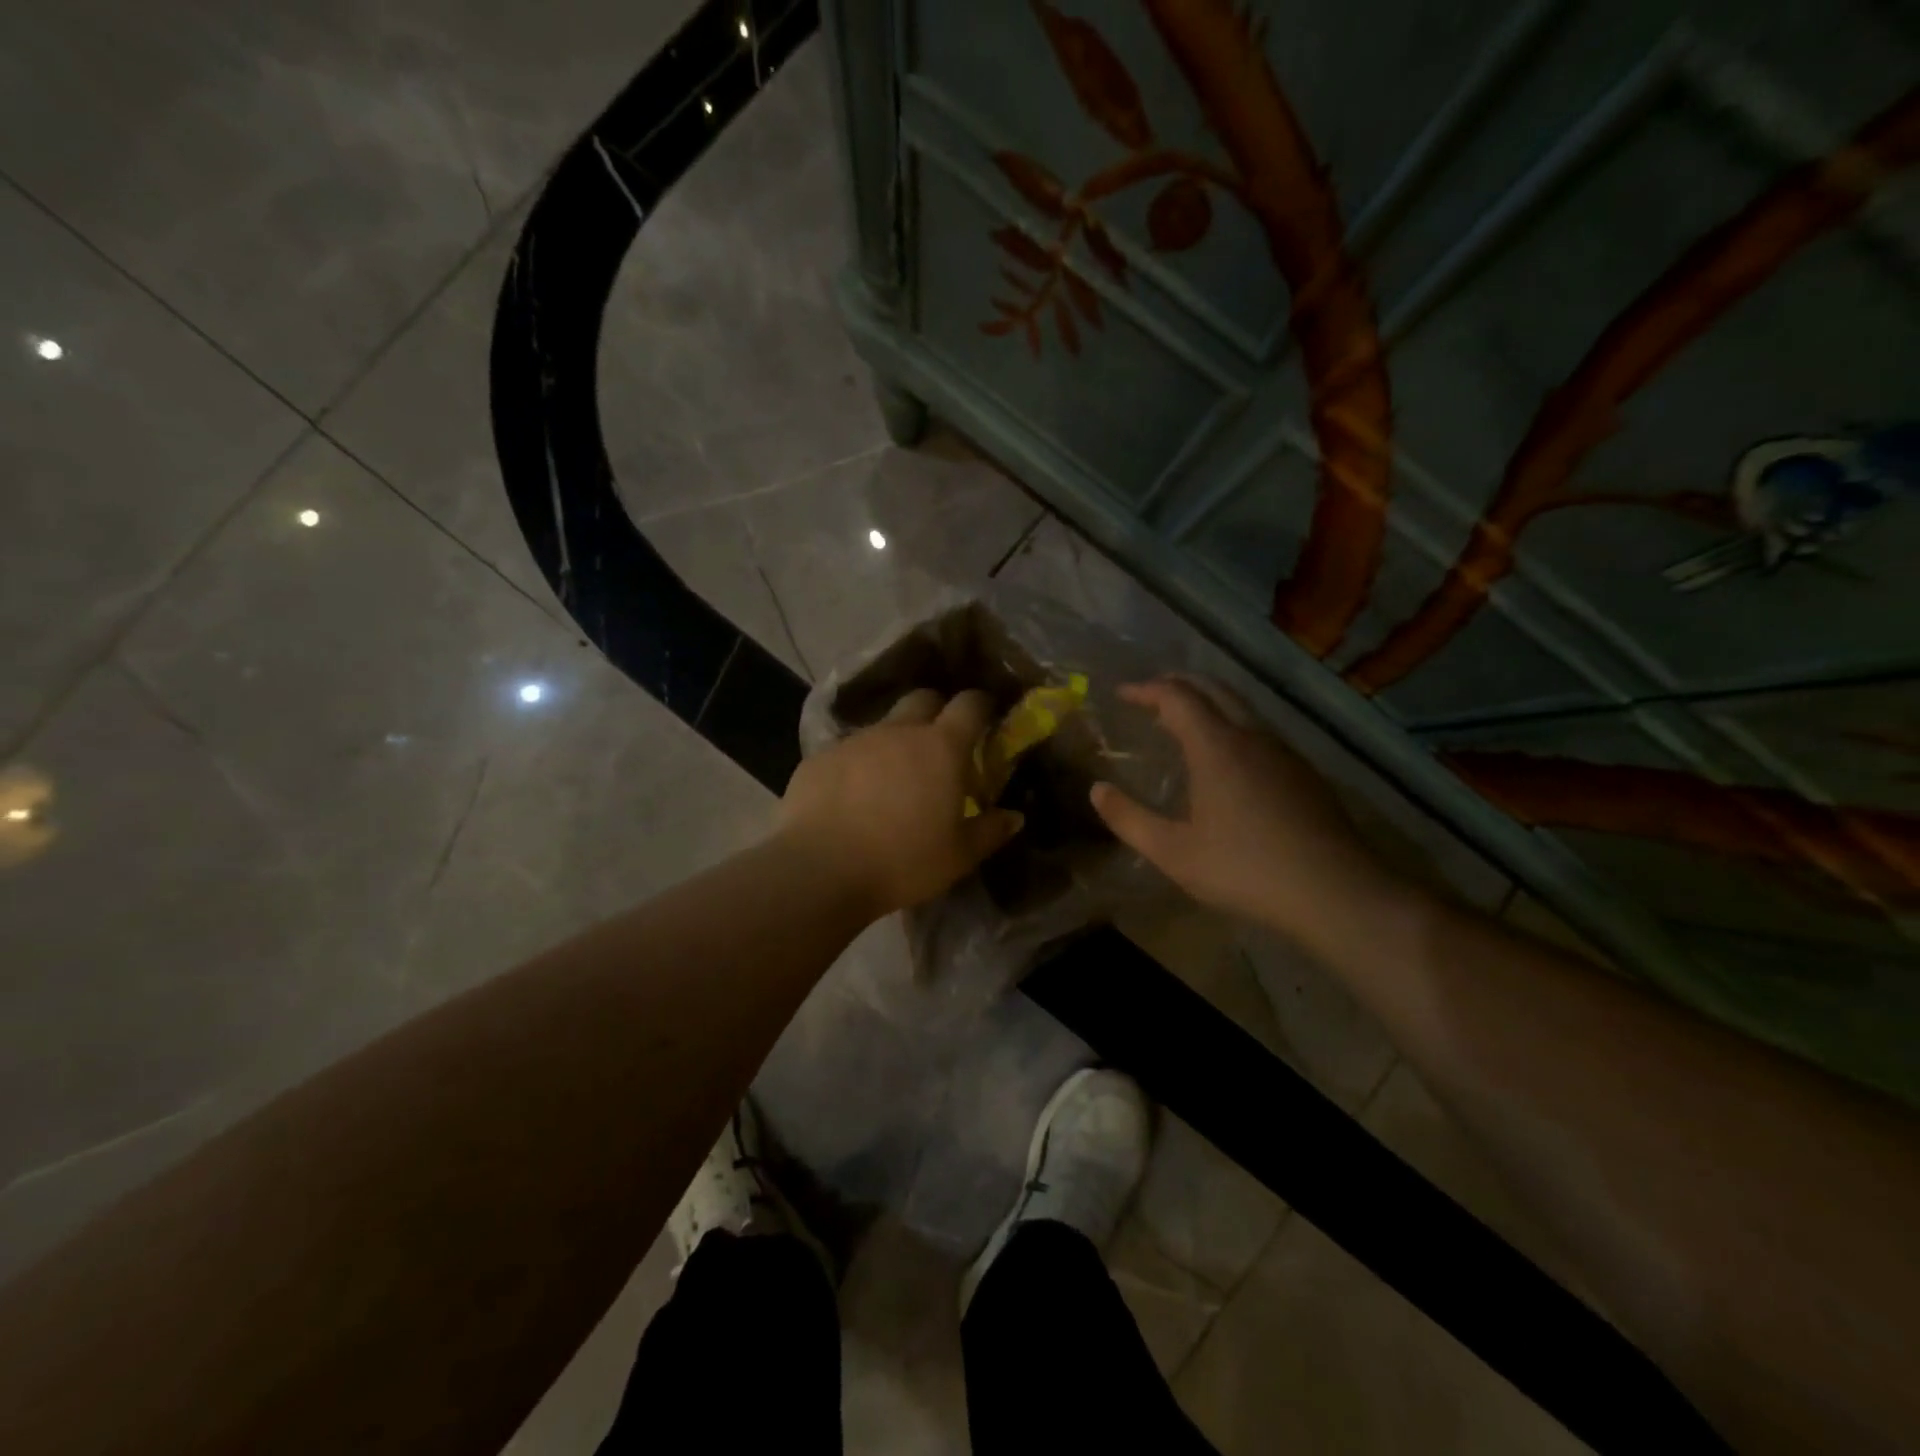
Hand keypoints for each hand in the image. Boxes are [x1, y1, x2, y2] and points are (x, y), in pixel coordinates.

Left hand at [779, 688, 1023, 917]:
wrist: (820, 870)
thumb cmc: (903, 862)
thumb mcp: (959, 856)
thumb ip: (990, 831)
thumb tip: (1013, 816)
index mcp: (941, 748)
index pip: (970, 704)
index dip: (981, 705)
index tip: (986, 717)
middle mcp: (898, 731)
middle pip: (923, 699)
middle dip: (936, 712)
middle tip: (940, 747)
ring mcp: (855, 740)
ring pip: (883, 727)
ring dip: (894, 743)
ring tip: (892, 781)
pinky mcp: (818, 757)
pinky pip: (847, 751)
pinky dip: (858, 766)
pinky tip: (851, 798)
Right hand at [1089, 677, 1407, 946]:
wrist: (1335, 891)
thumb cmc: (1244, 869)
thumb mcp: (1173, 852)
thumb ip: (1129, 819)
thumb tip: (1097, 790)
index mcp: (1216, 747)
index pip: (1177, 696)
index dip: (1146, 689)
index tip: (1122, 694)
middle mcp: (1251, 737)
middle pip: (1213, 690)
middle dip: (1178, 684)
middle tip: (1150, 694)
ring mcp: (1284, 753)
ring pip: (1241, 709)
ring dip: (1207, 704)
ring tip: (1182, 723)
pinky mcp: (1304, 773)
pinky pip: (1259, 732)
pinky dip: (1231, 726)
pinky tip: (1227, 760)